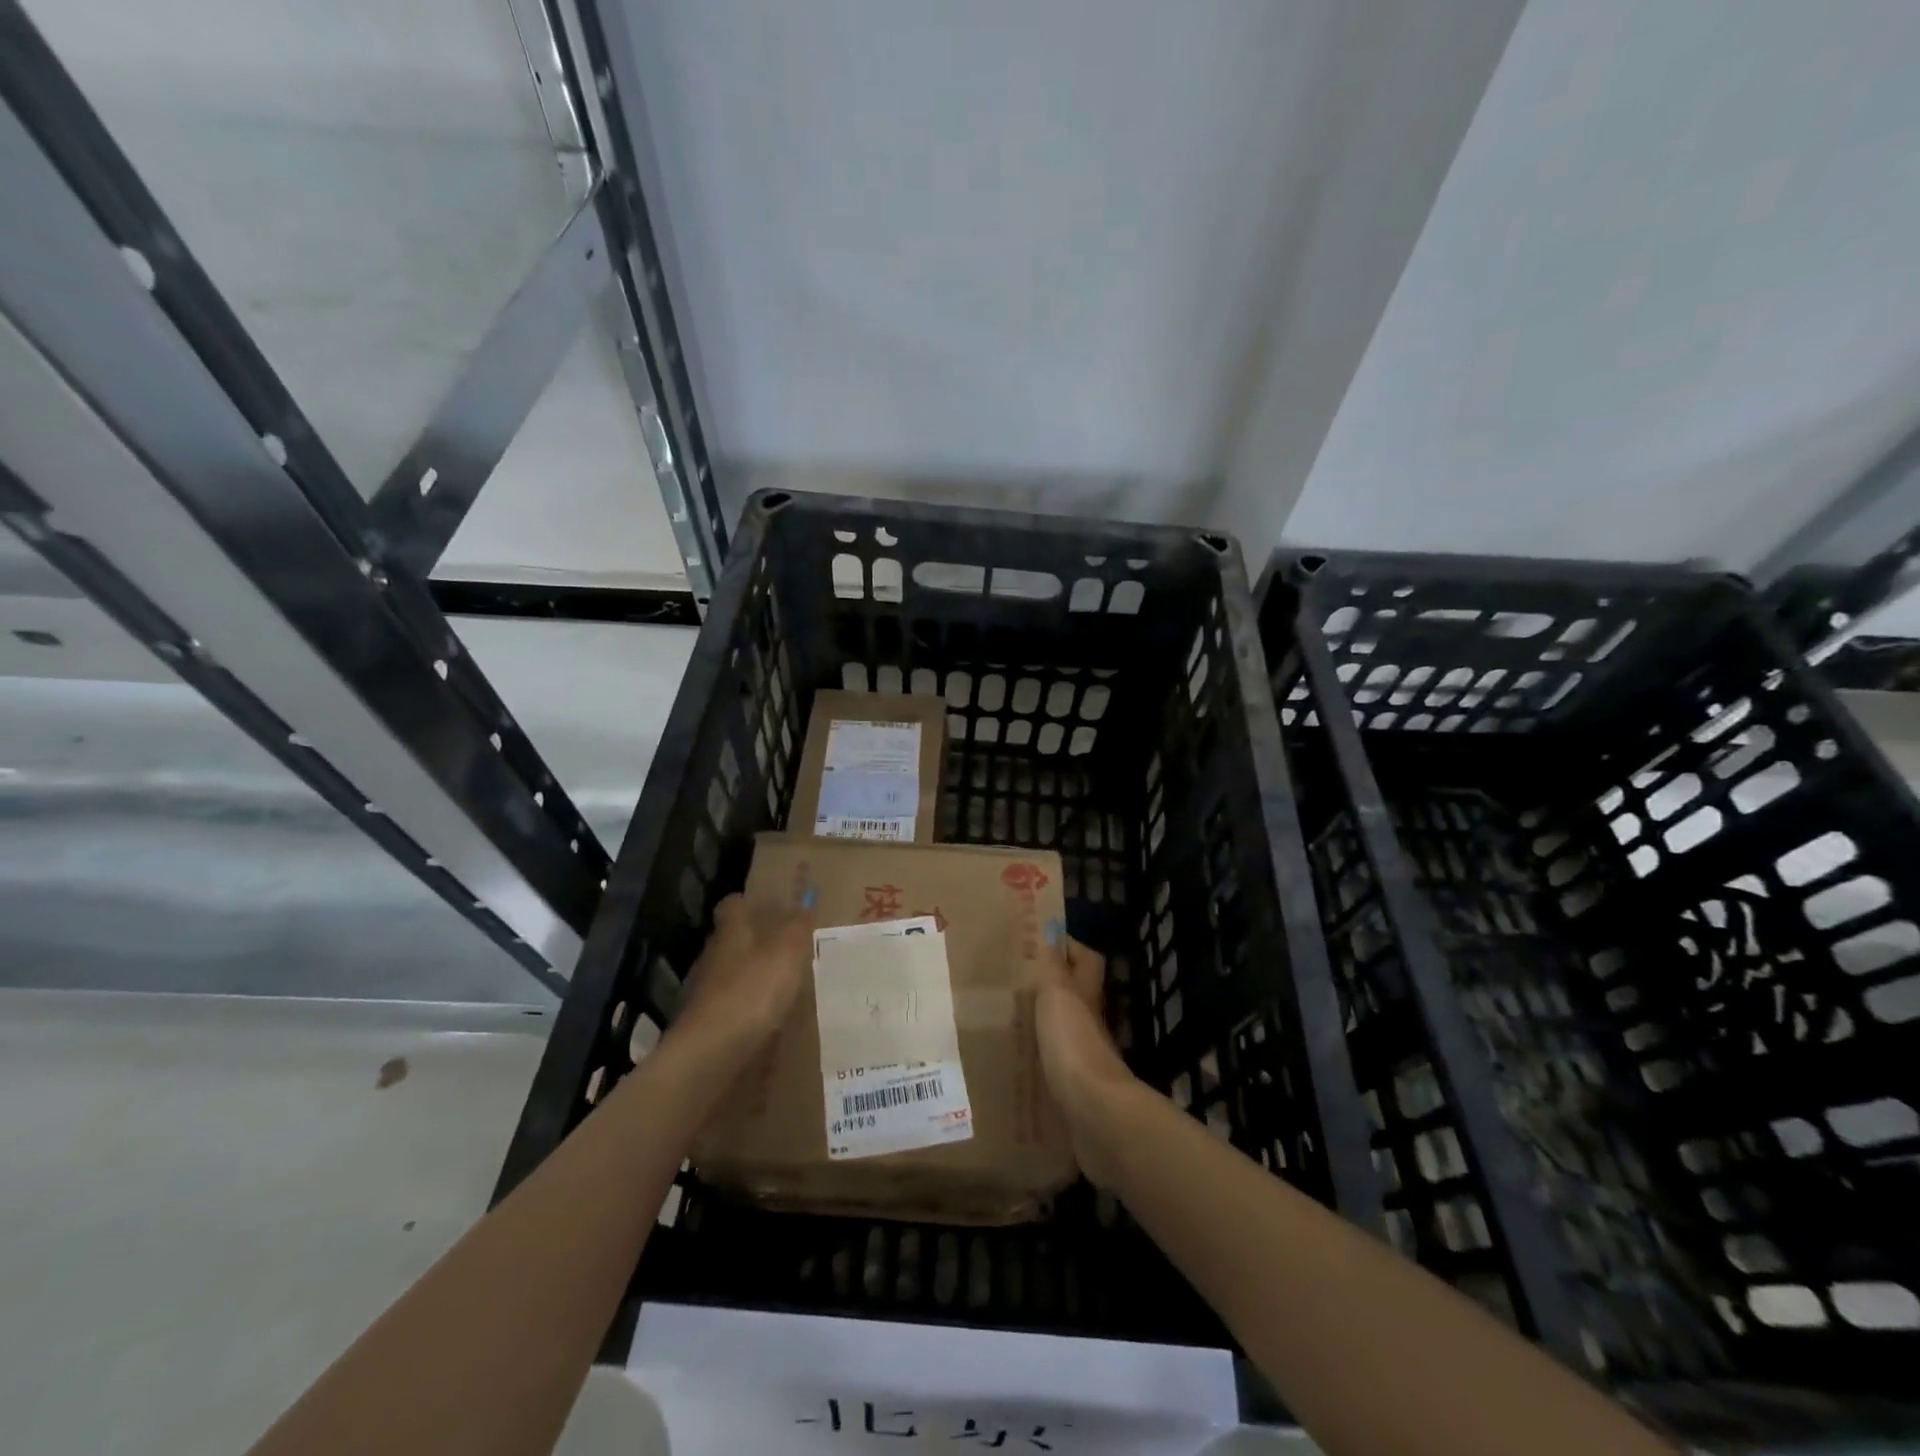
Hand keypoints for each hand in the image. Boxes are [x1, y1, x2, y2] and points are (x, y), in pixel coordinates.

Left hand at [672, 894, 814, 1056]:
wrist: (711, 1051)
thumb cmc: (753, 989)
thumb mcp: (788, 952)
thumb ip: (798, 926)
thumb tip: (806, 901)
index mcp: (732, 931)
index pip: (734, 904)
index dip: (751, 903)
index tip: (773, 908)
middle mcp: (713, 954)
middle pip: (732, 938)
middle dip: (755, 940)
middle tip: (787, 947)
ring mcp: (705, 989)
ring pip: (731, 971)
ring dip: (751, 974)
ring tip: (782, 984)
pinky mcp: (706, 1021)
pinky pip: (730, 1003)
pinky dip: (746, 1005)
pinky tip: (766, 1016)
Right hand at [1036, 936, 1140, 1186]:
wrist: (1093, 1111)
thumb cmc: (1072, 1041)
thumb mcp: (1057, 993)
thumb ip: (1052, 965)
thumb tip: (1052, 927)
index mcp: (1086, 993)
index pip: (1086, 959)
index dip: (1069, 947)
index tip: (1039, 940)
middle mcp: (1090, 1020)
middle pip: (1076, 993)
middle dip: (1051, 984)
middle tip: (1013, 980)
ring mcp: (1085, 1054)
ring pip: (1065, 1027)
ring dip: (1043, 1021)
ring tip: (1007, 1016)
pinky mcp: (1075, 1086)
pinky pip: (1055, 1061)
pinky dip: (1039, 1055)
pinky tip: (1015, 1057)